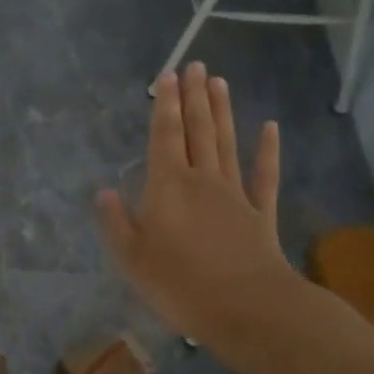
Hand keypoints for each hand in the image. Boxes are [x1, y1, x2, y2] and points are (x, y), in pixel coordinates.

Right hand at [96, 63, 307, 354]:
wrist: (248, 308)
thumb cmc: (180, 284)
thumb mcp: (132, 259)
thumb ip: (116, 222)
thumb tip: (103, 192)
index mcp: (168, 187)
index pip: (165, 136)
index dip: (165, 105)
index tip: (167, 75)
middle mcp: (202, 180)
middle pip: (198, 130)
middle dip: (193, 96)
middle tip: (195, 65)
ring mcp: (235, 194)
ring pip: (226, 143)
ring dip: (222, 111)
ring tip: (219, 82)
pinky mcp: (261, 213)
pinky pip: (264, 175)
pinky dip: (268, 150)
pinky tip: (270, 128)